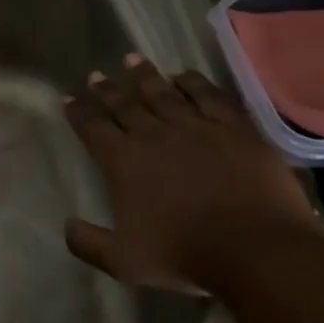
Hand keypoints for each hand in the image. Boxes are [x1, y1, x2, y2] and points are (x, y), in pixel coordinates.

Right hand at [63, 54, 323, 290]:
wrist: (256, 250)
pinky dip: (194, 82)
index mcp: (122, 162)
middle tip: (96, 75)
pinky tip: (184, 75)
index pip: (92, 128)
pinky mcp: (234, 128)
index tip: (68, 98)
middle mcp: (153, 135)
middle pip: (124, 104)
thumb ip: (88, 243)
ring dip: (145, 76)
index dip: (78, 112)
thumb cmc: (184, 255)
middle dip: (107, 89)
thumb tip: (67, 224)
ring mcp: (195, 127)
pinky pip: (209, 96)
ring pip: (163, 93)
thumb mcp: (123, 262)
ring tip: (133, 60)